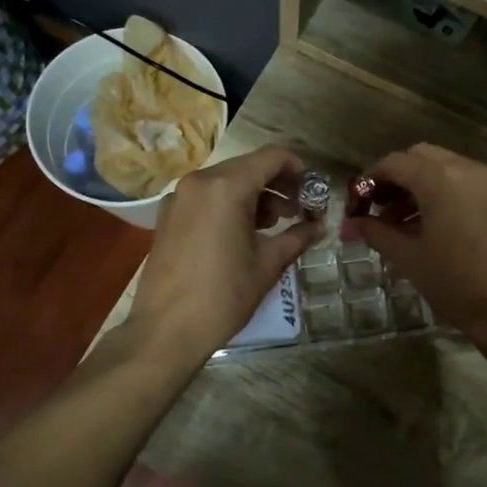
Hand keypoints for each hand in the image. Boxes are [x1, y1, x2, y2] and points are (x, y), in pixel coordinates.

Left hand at [128, 145, 323, 362]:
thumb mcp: (268, 264)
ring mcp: (179, 197)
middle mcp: (199, 181)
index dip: (298, 168)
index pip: (272, 156)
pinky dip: (229, 204)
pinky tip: (242, 234)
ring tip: (273, 225)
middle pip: (248, 166)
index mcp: (226, 186)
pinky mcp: (168, 215)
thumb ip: (297, 237)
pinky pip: (206, 197)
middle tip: (298, 211)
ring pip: (226, 181)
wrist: (166, 330)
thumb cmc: (223, 295)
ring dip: (254, 195)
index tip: (312, 191)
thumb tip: (320, 226)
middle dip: (277, 184)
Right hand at [341, 144, 486, 345]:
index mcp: (440, 179)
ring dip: (420, 184)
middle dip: (396, 177)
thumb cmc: (455, 283)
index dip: (370, 178)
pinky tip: (436, 223)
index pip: (395, 163)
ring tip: (401, 221)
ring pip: (446, 167)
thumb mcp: (408, 258)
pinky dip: (446, 191)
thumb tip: (350, 223)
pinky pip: (468, 182)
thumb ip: (376, 232)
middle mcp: (467, 169)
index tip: (356, 202)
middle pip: (421, 157)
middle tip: (378, 207)